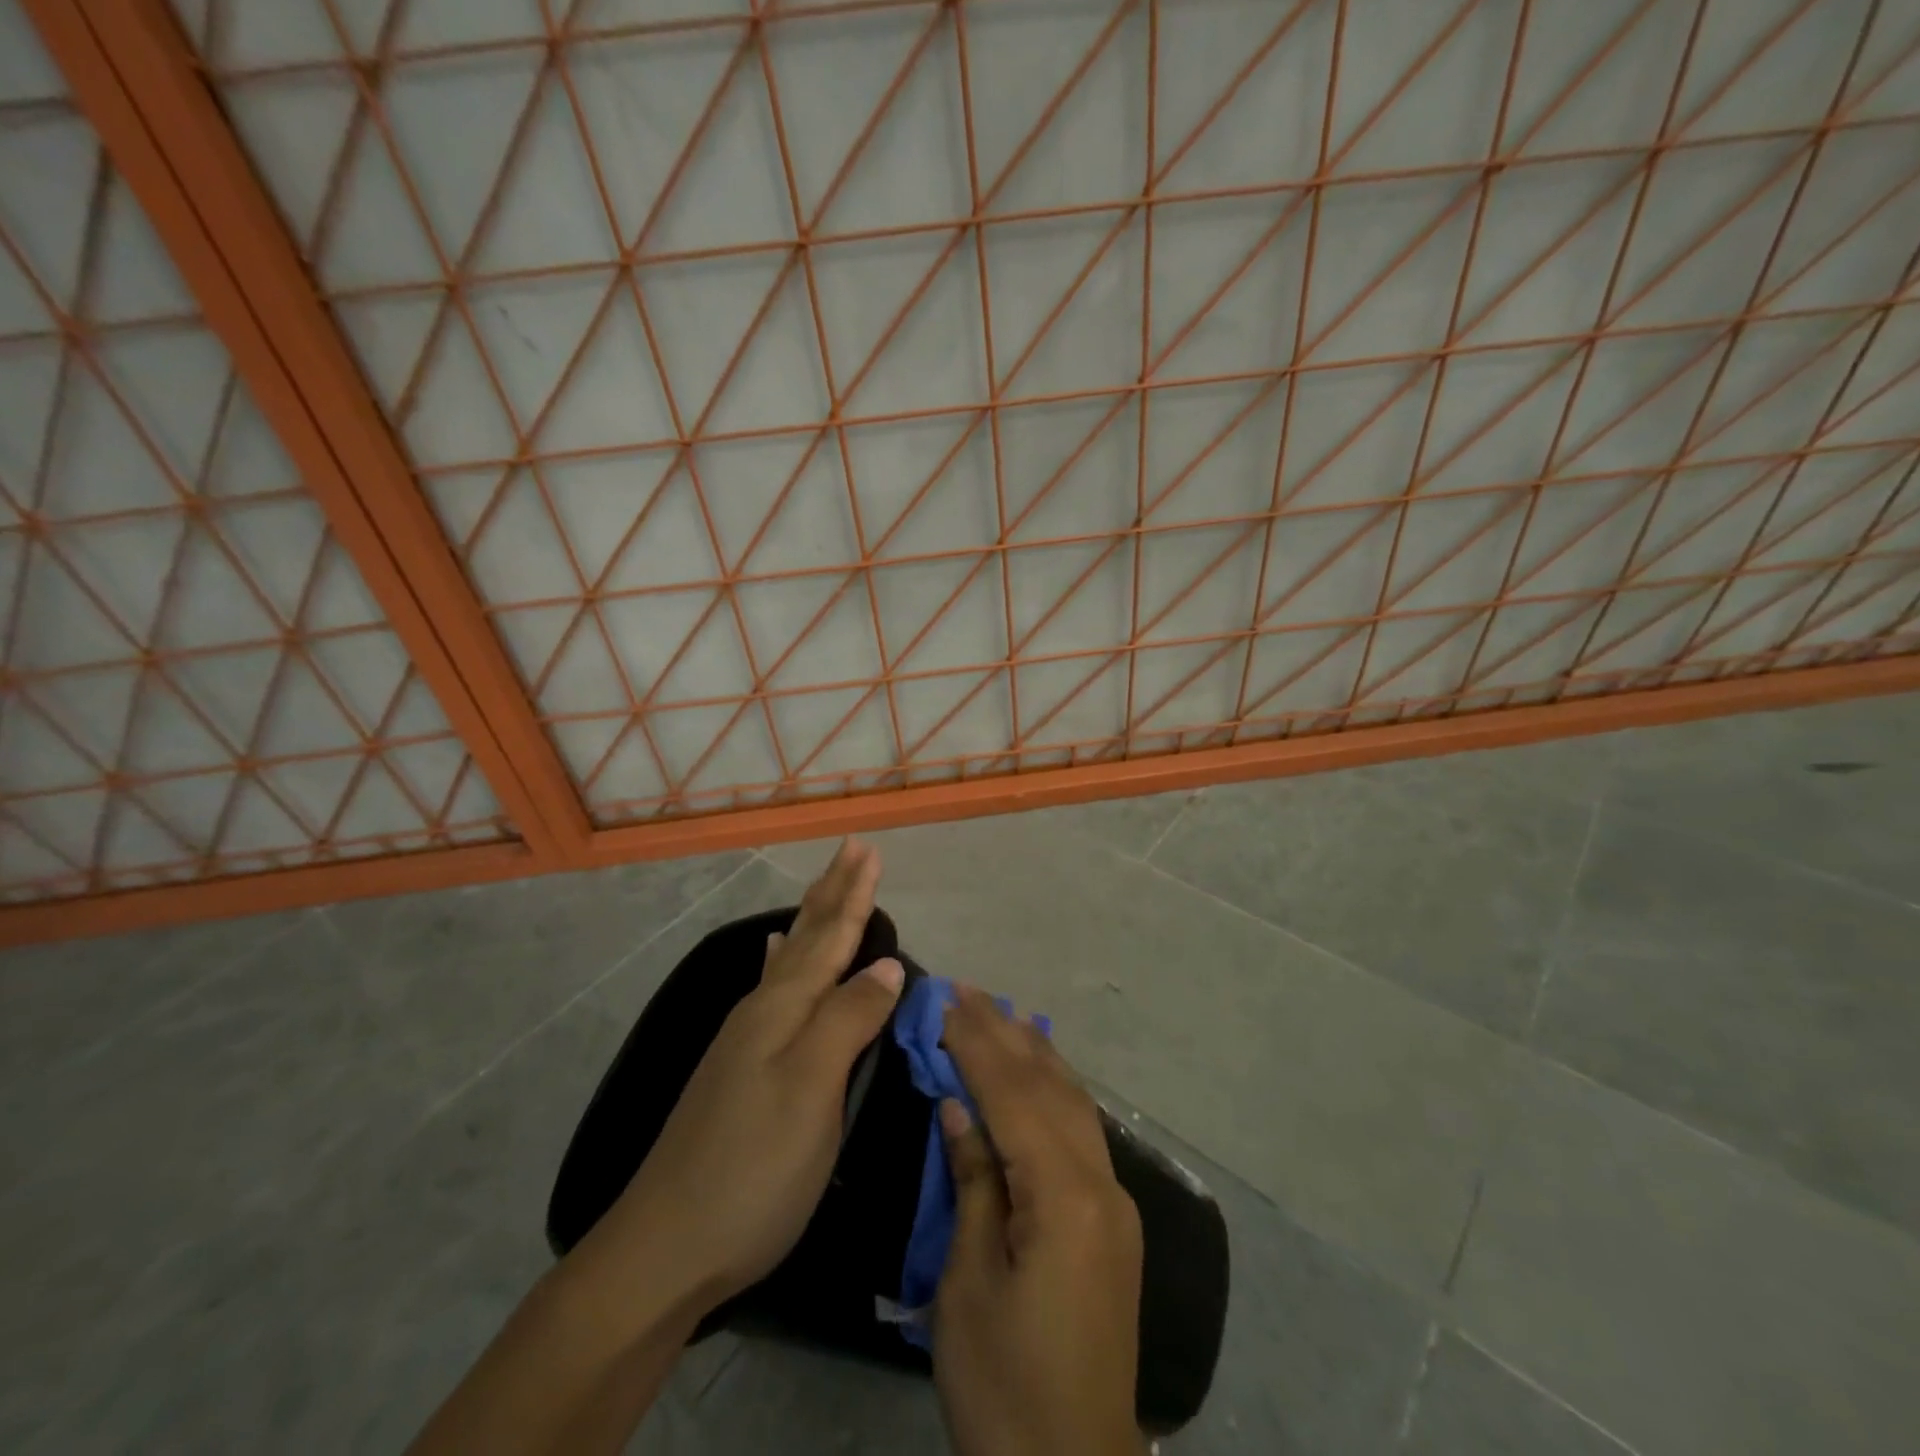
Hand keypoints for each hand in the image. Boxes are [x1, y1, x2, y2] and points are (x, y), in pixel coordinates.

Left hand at [596, 839, 904, 1307]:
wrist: (665, 1249)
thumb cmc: (753, 1169)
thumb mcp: (813, 1090)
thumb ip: (849, 1019)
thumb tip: (886, 964)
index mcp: (783, 1010)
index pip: (830, 937)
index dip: (854, 895)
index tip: (870, 850)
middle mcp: (762, 1012)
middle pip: (806, 937)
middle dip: (833, 892)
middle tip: (852, 850)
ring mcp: (745, 1041)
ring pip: (789, 960)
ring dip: (812, 920)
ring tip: (822, 889)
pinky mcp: (739, 1070)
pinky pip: (770, 989)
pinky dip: (780, 962)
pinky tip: (772, 955)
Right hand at [934, 988, 1144, 1455]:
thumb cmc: (1003, 1382)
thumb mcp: (968, 1284)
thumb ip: (973, 1184)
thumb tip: (959, 1109)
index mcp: (1064, 1197)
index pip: (1013, 1097)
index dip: (977, 1045)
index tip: (947, 1001)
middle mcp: (1101, 1184)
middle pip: (1049, 1088)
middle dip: (1006, 1034)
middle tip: (969, 990)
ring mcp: (1115, 1202)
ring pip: (1074, 1103)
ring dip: (1035, 1054)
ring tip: (1001, 1014)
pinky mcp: (1114, 1222)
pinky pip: (1082, 1132)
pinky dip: (1054, 1091)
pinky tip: (1038, 1074)